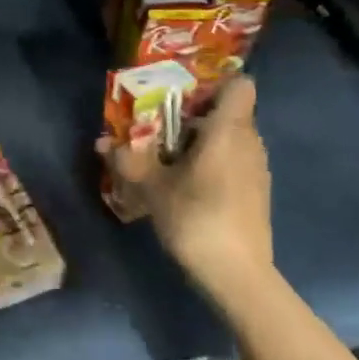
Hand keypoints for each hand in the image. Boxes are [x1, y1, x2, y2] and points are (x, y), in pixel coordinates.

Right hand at [106, 74, 273, 295]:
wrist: (238, 275)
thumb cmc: (196, 218)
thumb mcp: (152, 188)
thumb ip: (128, 160)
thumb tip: (101, 142)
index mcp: (228, 130)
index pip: (240, 85)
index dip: (215, 84)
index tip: (184, 97)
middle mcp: (249, 142)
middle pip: (229, 112)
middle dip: (196, 115)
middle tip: (161, 128)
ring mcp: (257, 169)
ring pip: (232, 139)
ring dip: (203, 142)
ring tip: (170, 158)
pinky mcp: (257, 193)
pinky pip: (235, 162)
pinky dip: (214, 164)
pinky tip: (188, 185)